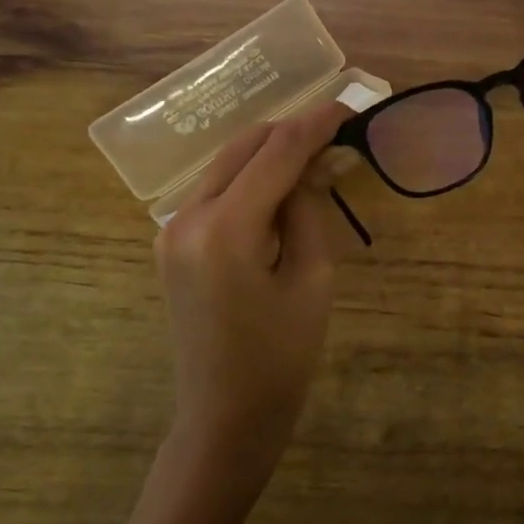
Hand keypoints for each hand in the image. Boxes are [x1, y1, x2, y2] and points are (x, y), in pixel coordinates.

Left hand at [155, 101, 352, 500]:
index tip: (352, 107)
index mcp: (225, 228)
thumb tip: (317, 162)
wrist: (225, 416)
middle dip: (292, 130)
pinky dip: (250, 177)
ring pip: (226, 163)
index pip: (277, 152)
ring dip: (270, 152)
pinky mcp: (172, 242)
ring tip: (316, 156)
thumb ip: (310, 209)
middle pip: (244, 146)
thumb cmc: (282, 358)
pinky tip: (281, 186)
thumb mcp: (312, 280)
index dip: (316, 124)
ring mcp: (172, 229)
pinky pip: (215, 190)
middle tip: (338, 130)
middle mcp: (187, 216)